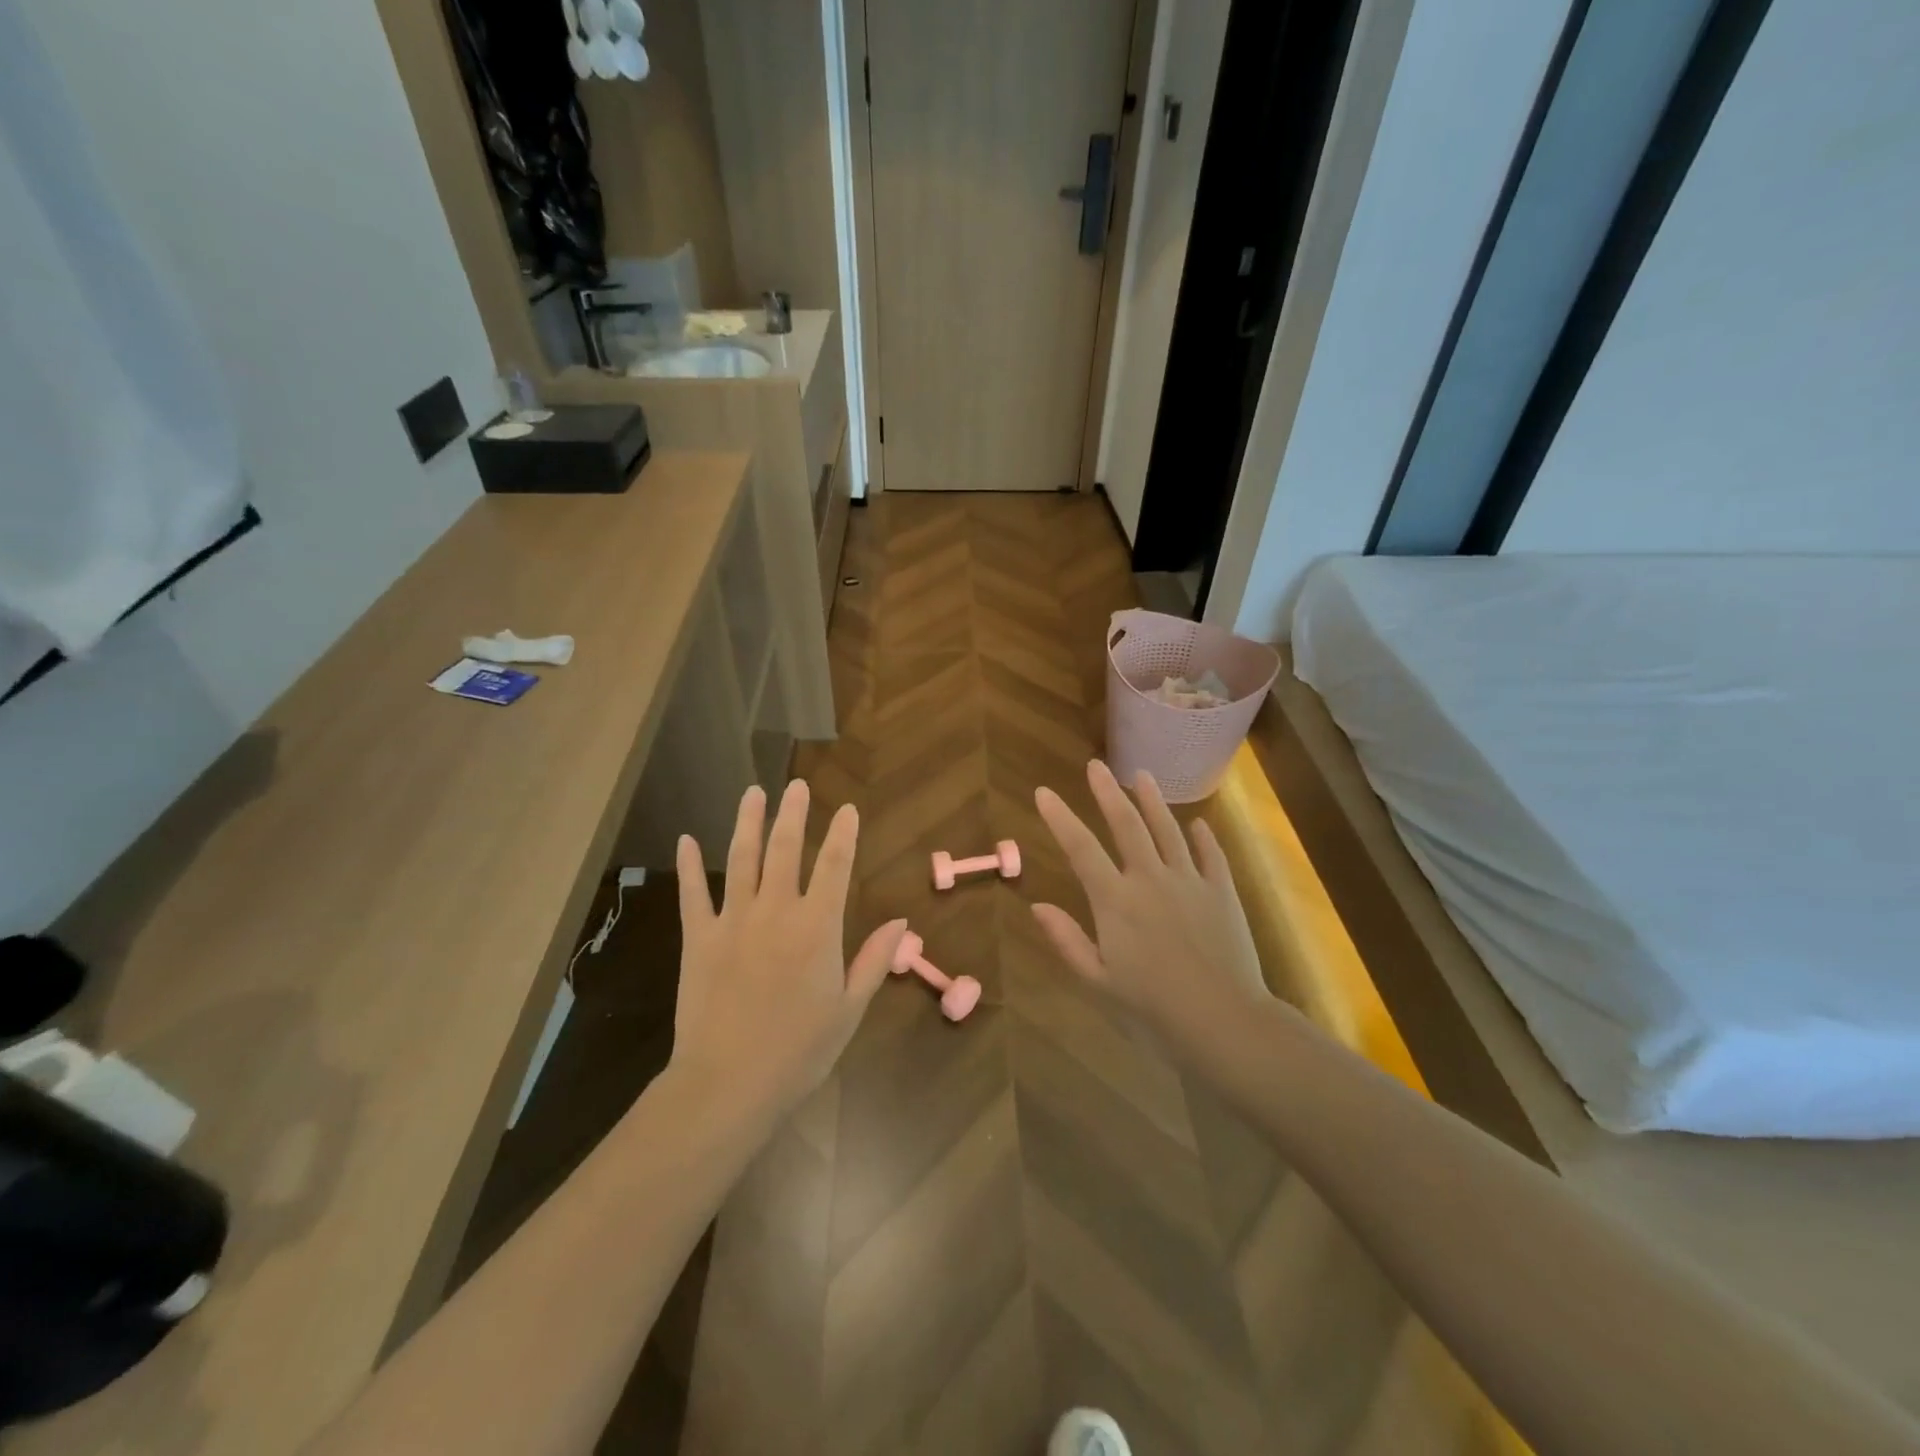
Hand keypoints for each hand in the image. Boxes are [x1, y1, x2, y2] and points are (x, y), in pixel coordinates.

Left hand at [670, 780, 905, 1123]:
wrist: (728, 1083)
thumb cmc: (798, 1051)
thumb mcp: (848, 1009)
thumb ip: (874, 960)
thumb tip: (901, 922)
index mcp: (817, 928)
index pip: (835, 867)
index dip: (843, 835)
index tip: (847, 809)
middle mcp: (776, 912)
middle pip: (785, 849)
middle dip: (793, 813)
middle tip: (797, 785)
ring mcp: (733, 921)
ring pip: (741, 860)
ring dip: (748, 822)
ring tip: (754, 793)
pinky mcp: (698, 939)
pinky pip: (692, 894)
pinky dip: (689, 866)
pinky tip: (686, 840)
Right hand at [1032, 761, 1270, 1055]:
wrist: (1223, 1018)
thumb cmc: (1153, 1006)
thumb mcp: (1098, 980)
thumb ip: (1067, 940)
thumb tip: (1036, 907)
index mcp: (1116, 901)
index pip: (1081, 848)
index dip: (1060, 818)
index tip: (1044, 792)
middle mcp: (1150, 879)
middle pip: (1126, 824)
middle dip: (1107, 792)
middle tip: (1095, 766)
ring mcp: (1189, 881)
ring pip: (1168, 830)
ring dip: (1152, 800)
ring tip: (1143, 776)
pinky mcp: (1221, 892)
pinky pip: (1210, 855)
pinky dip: (1202, 837)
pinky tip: (1197, 824)